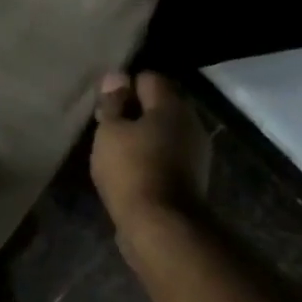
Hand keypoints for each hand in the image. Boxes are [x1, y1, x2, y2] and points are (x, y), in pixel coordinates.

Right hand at [90, 71, 211, 229]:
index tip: (105, 108)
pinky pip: (168, 157)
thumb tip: (116, 76)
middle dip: (135, 113)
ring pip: (165, 133)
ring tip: (117, 154)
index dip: (124, 88)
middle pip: (160, 106)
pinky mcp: (193, 178)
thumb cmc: (130, 170)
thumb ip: (112, 103)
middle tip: (108, 131)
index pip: (148, 79)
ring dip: (144, 138)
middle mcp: (191, 122)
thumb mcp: (110, 132)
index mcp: (172, 105)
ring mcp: (196, 152)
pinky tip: (133, 173)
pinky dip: (152, 159)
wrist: (160, 225)